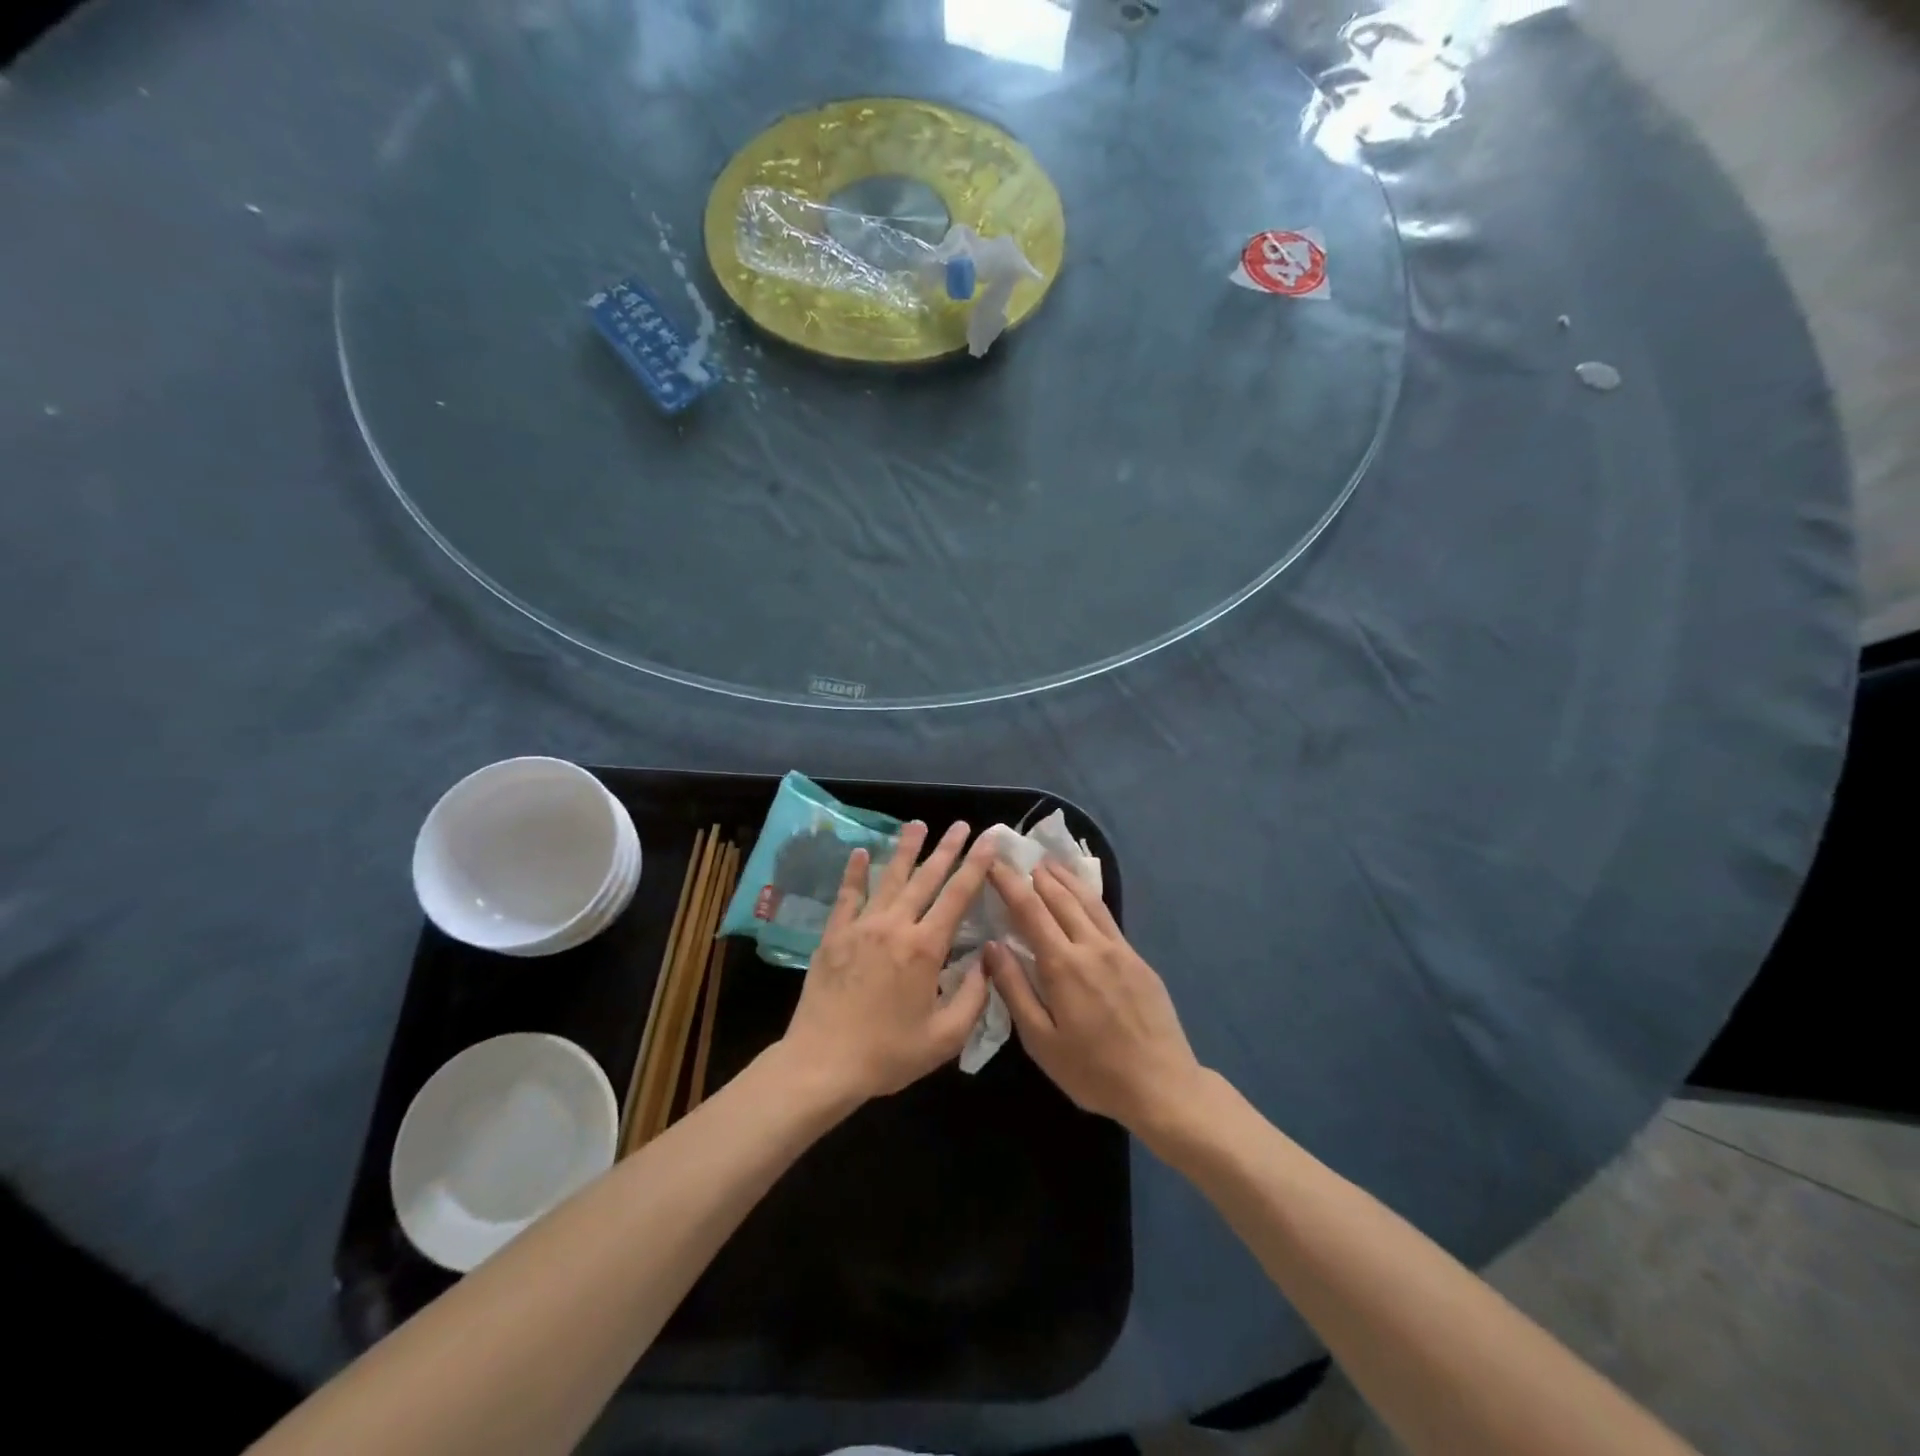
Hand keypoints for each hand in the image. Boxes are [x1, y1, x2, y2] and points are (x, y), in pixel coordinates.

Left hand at [781, 821, 995, 1104]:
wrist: (823, 1063)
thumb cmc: (888, 1054)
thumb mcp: (945, 1037)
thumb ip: (974, 996)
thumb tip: (987, 959)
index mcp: (925, 948)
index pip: (958, 896)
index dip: (976, 866)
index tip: (988, 840)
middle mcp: (895, 926)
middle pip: (926, 878)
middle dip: (946, 849)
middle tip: (961, 824)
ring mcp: (861, 927)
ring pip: (888, 878)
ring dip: (905, 850)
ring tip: (917, 825)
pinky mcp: (834, 935)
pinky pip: (847, 895)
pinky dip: (855, 872)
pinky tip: (859, 852)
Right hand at [984, 859, 1206, 1134]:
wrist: (1162, 1086)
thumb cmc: (1093, 1071)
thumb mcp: (1041, 1041)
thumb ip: (1015, 989)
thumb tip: (992, 947)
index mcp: (1063, 965)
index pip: (1029, 909)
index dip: (1008, 882)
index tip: (992, 863)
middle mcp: (1091, 946)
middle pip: (1060, 896)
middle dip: (1035, 874)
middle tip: (1017, 856)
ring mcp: (1120, 949)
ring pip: (1087, 900)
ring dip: (1064, 878)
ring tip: (1047, 863)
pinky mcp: (1138, 959)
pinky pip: (1107, 916)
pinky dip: (1088, 897)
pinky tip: (1082, 896)